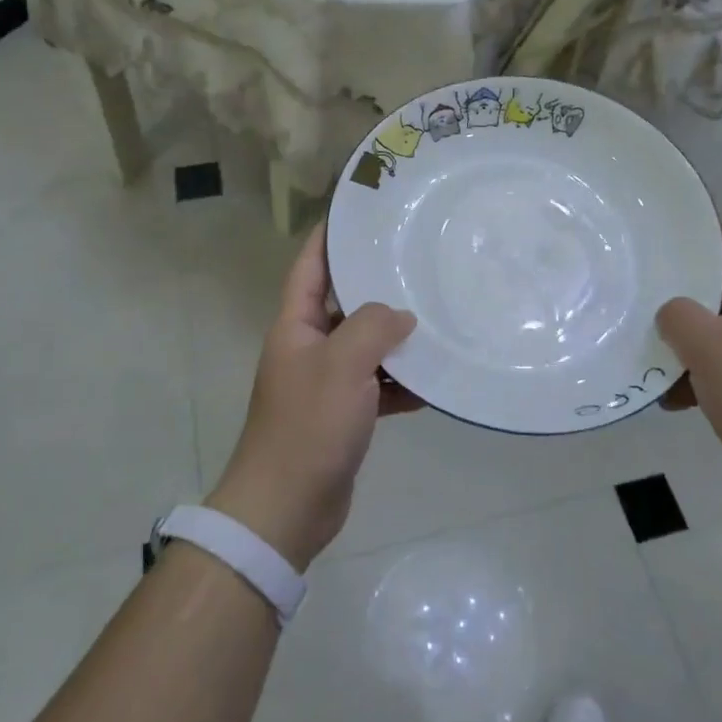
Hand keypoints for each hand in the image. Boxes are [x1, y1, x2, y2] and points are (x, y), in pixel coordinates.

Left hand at [207, 223, 417, 572]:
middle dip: (375, 287)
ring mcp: (325, 383)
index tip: (356, 212)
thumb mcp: (342, 364)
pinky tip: (431, 383)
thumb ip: (372, 327)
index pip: (309, 267)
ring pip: (364, 347)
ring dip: (395, 339)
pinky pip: (375, 387)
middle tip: (416, 263)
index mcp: (295, 326)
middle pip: (342, 305)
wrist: (286, 508)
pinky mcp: (342, 416)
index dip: (327, 237)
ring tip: (436, 319)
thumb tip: (400, 314)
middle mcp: (307, 348)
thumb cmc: (308, 426)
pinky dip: (399, 384)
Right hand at [656, 223, 721, 531]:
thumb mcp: (712, 348)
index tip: (659, 236)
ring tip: (645, 348)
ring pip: (720, 332)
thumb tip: (671, 313)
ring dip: (686, 342)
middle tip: (639, 289)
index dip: (701, 232)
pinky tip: (669, 398)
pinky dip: (699, 379)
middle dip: (682, 292)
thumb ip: (680, 316)